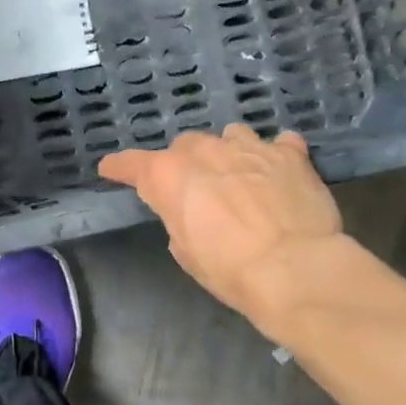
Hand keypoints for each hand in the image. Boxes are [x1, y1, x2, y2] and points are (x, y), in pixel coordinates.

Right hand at [100, 127, 344, 332]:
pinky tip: (279, 171)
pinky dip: (274, 156)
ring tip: (239, 176)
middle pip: (185, 146)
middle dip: (186, 164)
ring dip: (228, 153)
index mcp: (168, 175)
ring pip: (230, 136)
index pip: (132, 164)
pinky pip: (278, 144)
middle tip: (196, 189)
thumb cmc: (229, 268)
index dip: (119, 168)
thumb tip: (191, 210)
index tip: (110, 169)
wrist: (295, 269)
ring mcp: (249, 146)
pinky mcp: (289, 153)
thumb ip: (179, 217)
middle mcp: (204, 150)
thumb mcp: (185, 250)